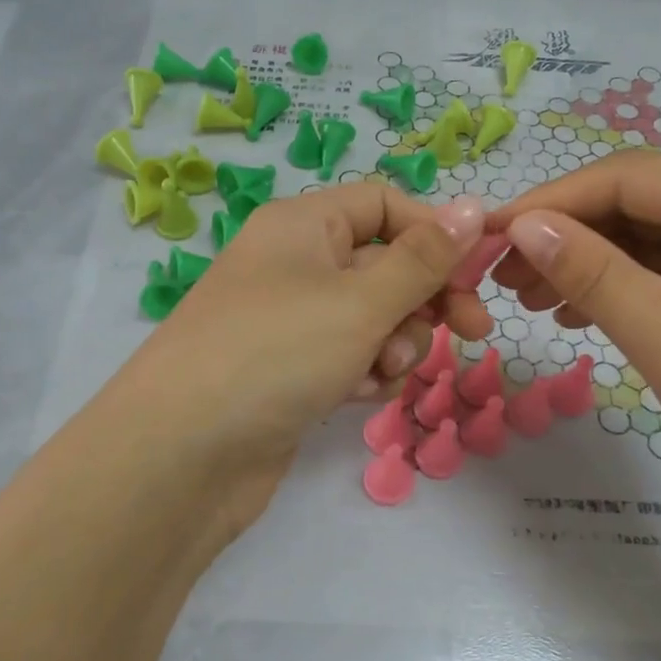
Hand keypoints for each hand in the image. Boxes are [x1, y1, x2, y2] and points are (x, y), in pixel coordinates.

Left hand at [105, 185, 490, 541]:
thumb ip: (424, 259)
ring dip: (395, 343)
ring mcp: (290, 322)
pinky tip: (357, 395)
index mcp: (302, 225)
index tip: (479, 274)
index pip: (385, 205)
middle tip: (469, 333)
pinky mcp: (290, 372)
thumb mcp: (360, 301)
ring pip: (372, 318)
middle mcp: (294, 265)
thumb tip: (473, 207)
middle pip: (384, 264)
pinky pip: (349, 357)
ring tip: (380, 370)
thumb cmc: (276, 354)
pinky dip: (364, 372)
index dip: (435, 234)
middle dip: (424, 299)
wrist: (182, 455)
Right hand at [488, 151, 660, 542]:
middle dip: (566, 236)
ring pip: (655, 242)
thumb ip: (591, 271)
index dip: (549, 201)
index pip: (625, 176)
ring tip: (533, 303)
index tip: (488, 237)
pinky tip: (584, 316)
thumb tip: (525, 225)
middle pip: (639, 203)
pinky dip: (625, 290)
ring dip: (590, 265)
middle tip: (504, 280)